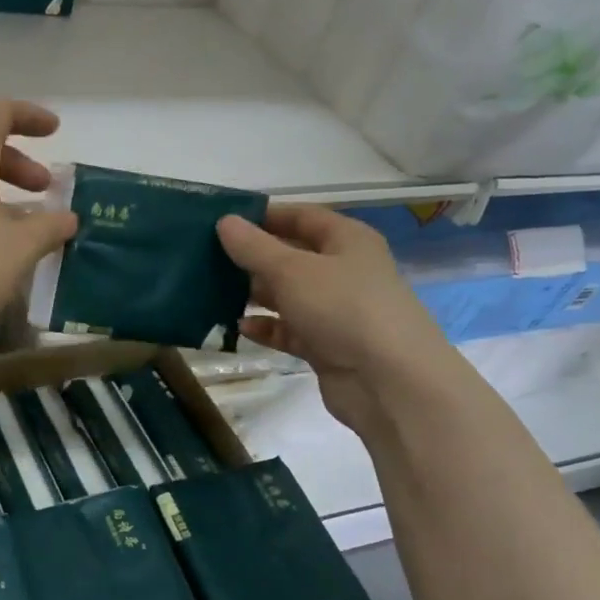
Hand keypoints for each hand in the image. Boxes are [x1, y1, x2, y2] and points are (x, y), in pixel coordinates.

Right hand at [217, 204, 462, 430]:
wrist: (390, 382)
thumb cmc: (343, 308)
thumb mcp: (292, 270)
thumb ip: (254, 247)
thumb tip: (224, 221)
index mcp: (347, 240)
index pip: (301, 216)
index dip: (264, 216)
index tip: (223, 222)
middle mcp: (344, 271)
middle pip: (292, 256)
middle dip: (253, 258)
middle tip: (208, 259)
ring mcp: (336, 310)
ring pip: (288, 295)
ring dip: (255, 295)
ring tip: (214, 293)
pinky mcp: (327, 345)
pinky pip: (289, 329)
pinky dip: (267, 327)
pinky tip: (239, 328)